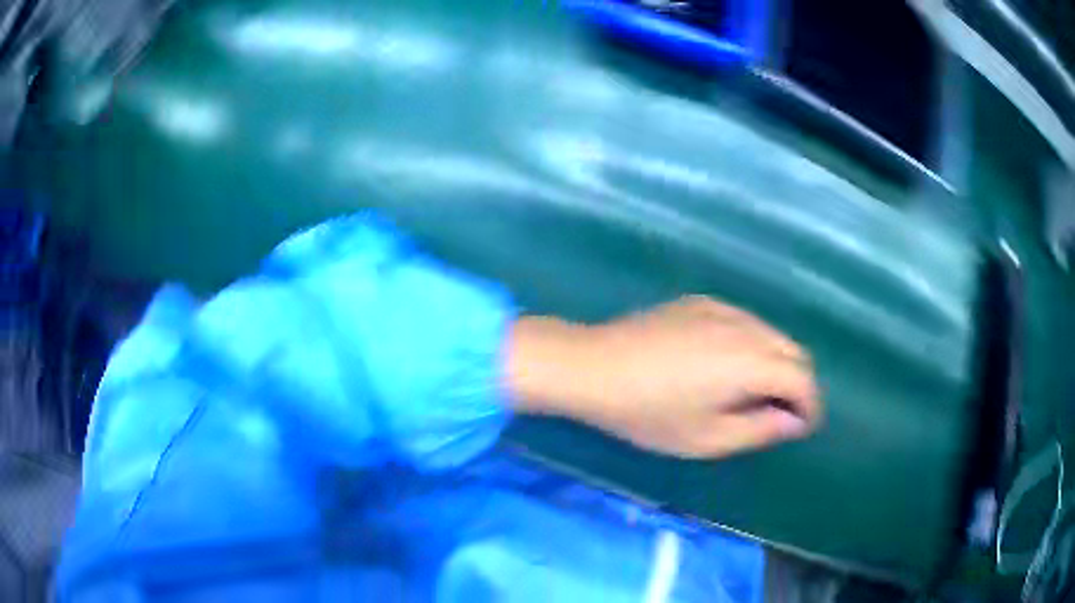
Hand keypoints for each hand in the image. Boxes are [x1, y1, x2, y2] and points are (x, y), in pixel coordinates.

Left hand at [507, 296, 820, 458]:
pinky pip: (745, 322)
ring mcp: (723, 308)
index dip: (810, 407)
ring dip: (777, 363)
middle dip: (798, 385)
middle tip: (779, 415)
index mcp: (752, 362)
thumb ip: (760, 429)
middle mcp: (746, 327)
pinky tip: (726, 366)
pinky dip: (753, 344)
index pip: (804, 381)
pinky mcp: (701, 302)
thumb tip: (793, 421)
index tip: (801, 429)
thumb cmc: (649, 414)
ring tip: (754, 393)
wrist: (593, 367)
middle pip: (795, 352)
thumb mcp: (708, 438)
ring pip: (772, 334)